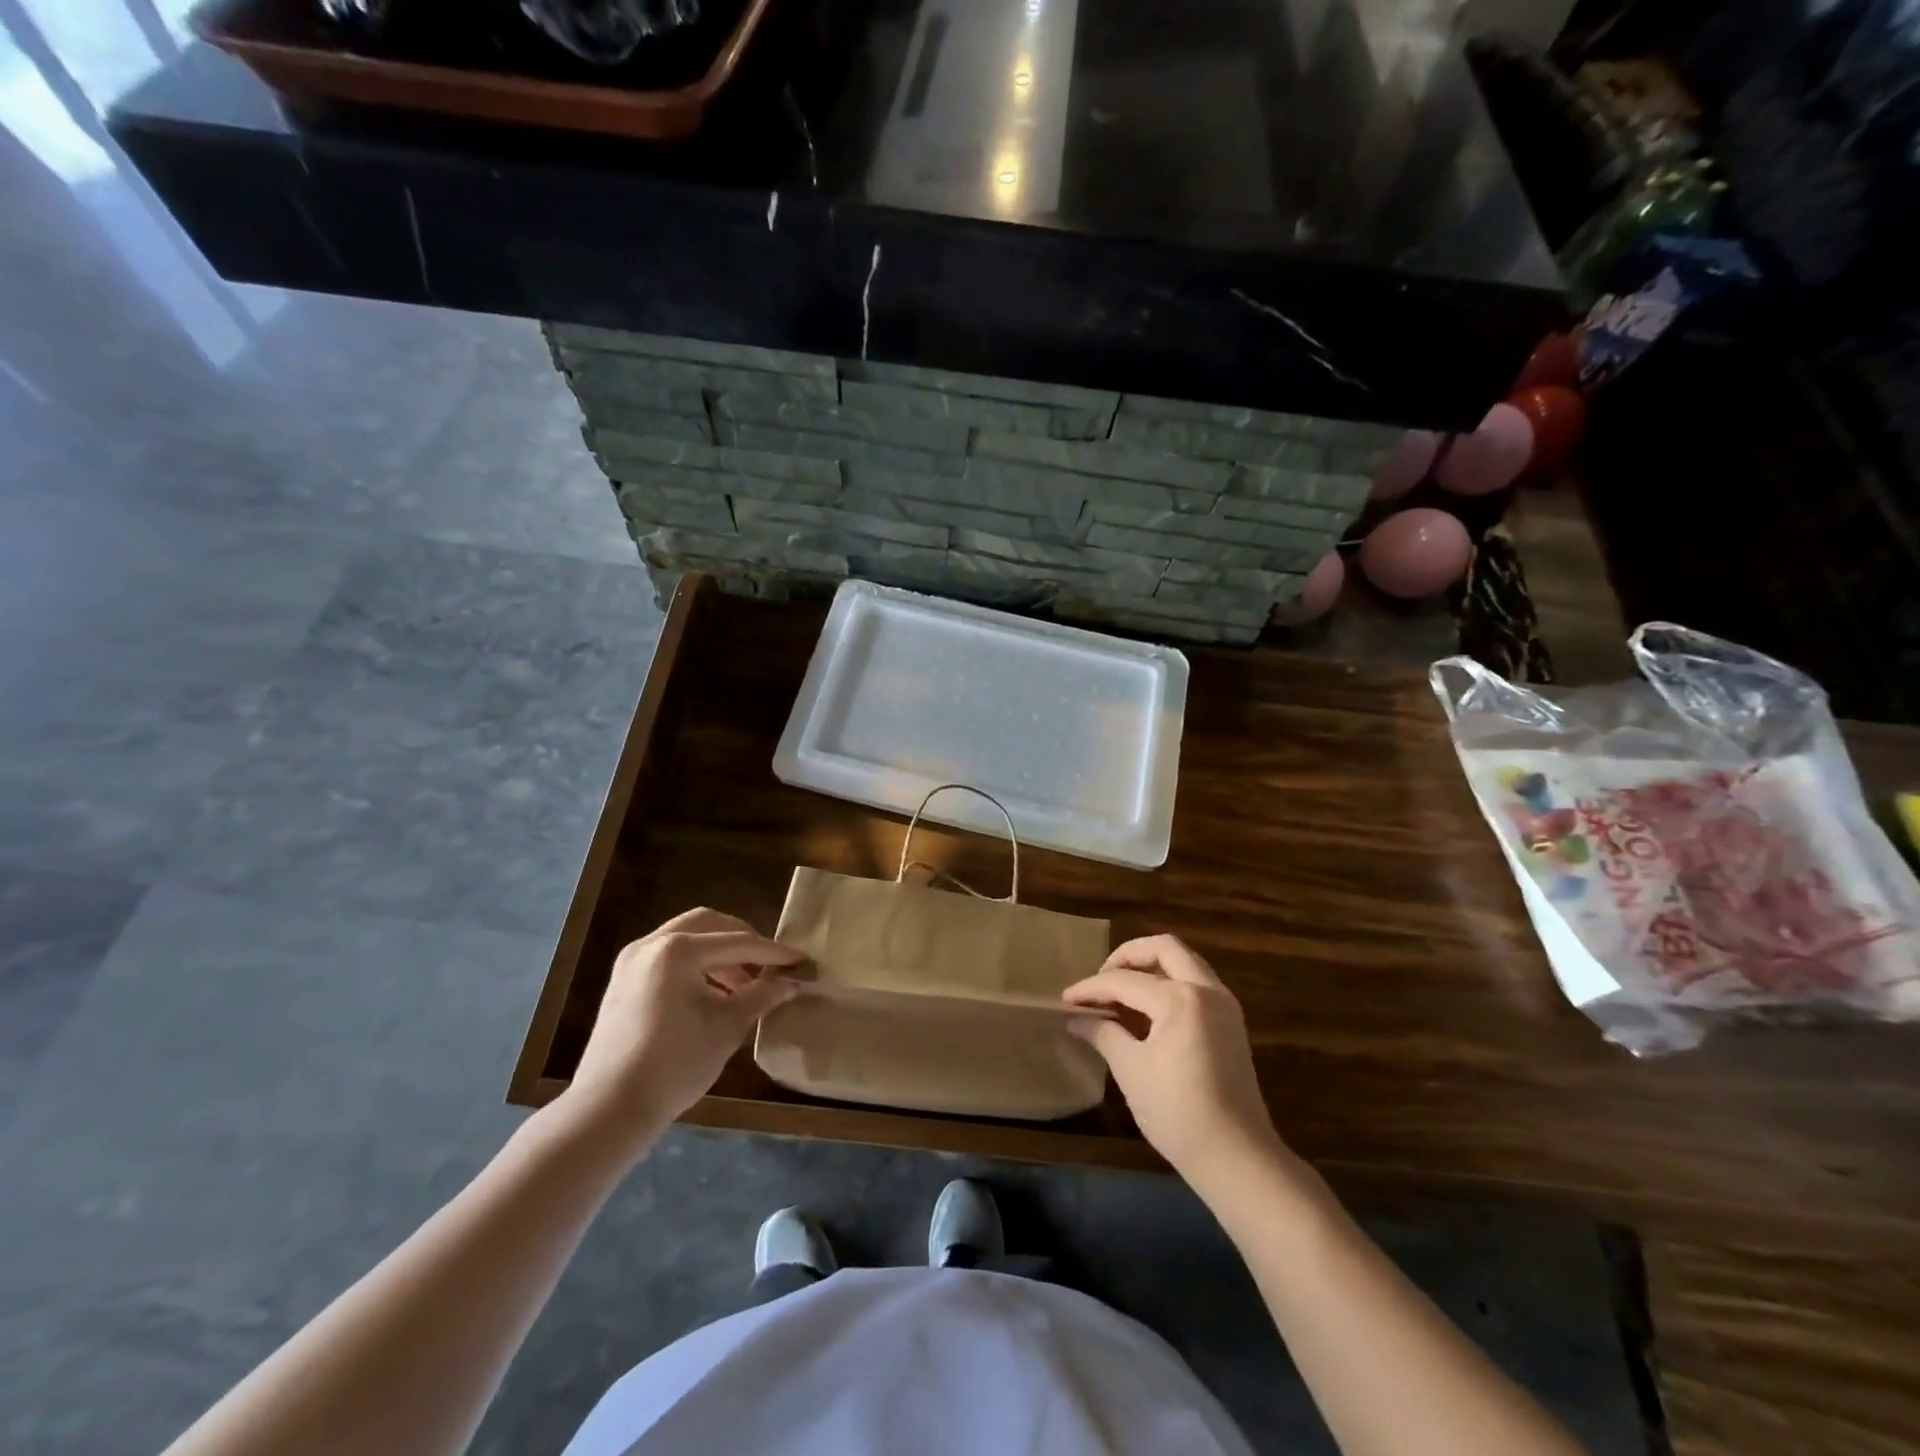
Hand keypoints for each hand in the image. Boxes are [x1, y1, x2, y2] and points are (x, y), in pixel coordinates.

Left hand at [564, 909, 803, 1151]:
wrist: (610, 1109)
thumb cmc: (675, 1064)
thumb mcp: (728, 1027)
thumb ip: (762, 996)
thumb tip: (792, 982)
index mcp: (678, 950)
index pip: (738, 942)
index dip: (774, 953)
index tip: (801, 960)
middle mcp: (652, 944)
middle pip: (709, 924)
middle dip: (743, 940)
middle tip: (769, 963)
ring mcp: (633, 960)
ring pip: (687, 938)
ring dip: (719, 953)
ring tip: (744, 984)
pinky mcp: (623, 981)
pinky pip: (668, 956)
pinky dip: (696, 964)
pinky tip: (714, 993)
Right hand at [1064, 936, 1283, 1187]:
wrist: (1236, 1157)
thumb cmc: (1177, 1112)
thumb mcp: (1131, 1070)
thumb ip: (1103, 1033)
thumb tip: (1076, 1019)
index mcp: (1180, 998)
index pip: (1125, 981)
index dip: (1091, 989)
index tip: (1066, 1000)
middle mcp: (1207, 990)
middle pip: (1164, 948)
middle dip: (1128, 956)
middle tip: (1102, 978)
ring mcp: (1224, 1005)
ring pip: (1185, 962)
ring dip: (1152, 967)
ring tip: (1121, 990)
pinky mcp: (1231, 1023)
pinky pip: (1196, 983)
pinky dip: (1170, 983)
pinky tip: (1147, 1009)